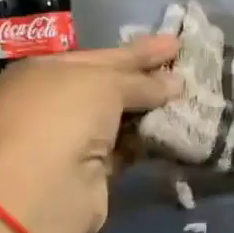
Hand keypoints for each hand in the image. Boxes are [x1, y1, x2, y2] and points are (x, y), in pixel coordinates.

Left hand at [0, 37, 181, 232]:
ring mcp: (70, 138)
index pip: (99, 55)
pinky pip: (125, 147)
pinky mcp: (89, 171)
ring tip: (190, 98)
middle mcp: (52, 102)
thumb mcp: (104, 82)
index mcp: (43, 71)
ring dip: (151, 110)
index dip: (138, 50)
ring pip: (118, 118)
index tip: (174, 44)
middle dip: (147, 79)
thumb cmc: (64, 116)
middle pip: (109, 86)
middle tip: (186, 69)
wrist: (45, 189)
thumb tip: (175, 84)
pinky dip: (147, 140)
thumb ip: (141, 81)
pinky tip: (175, 130)